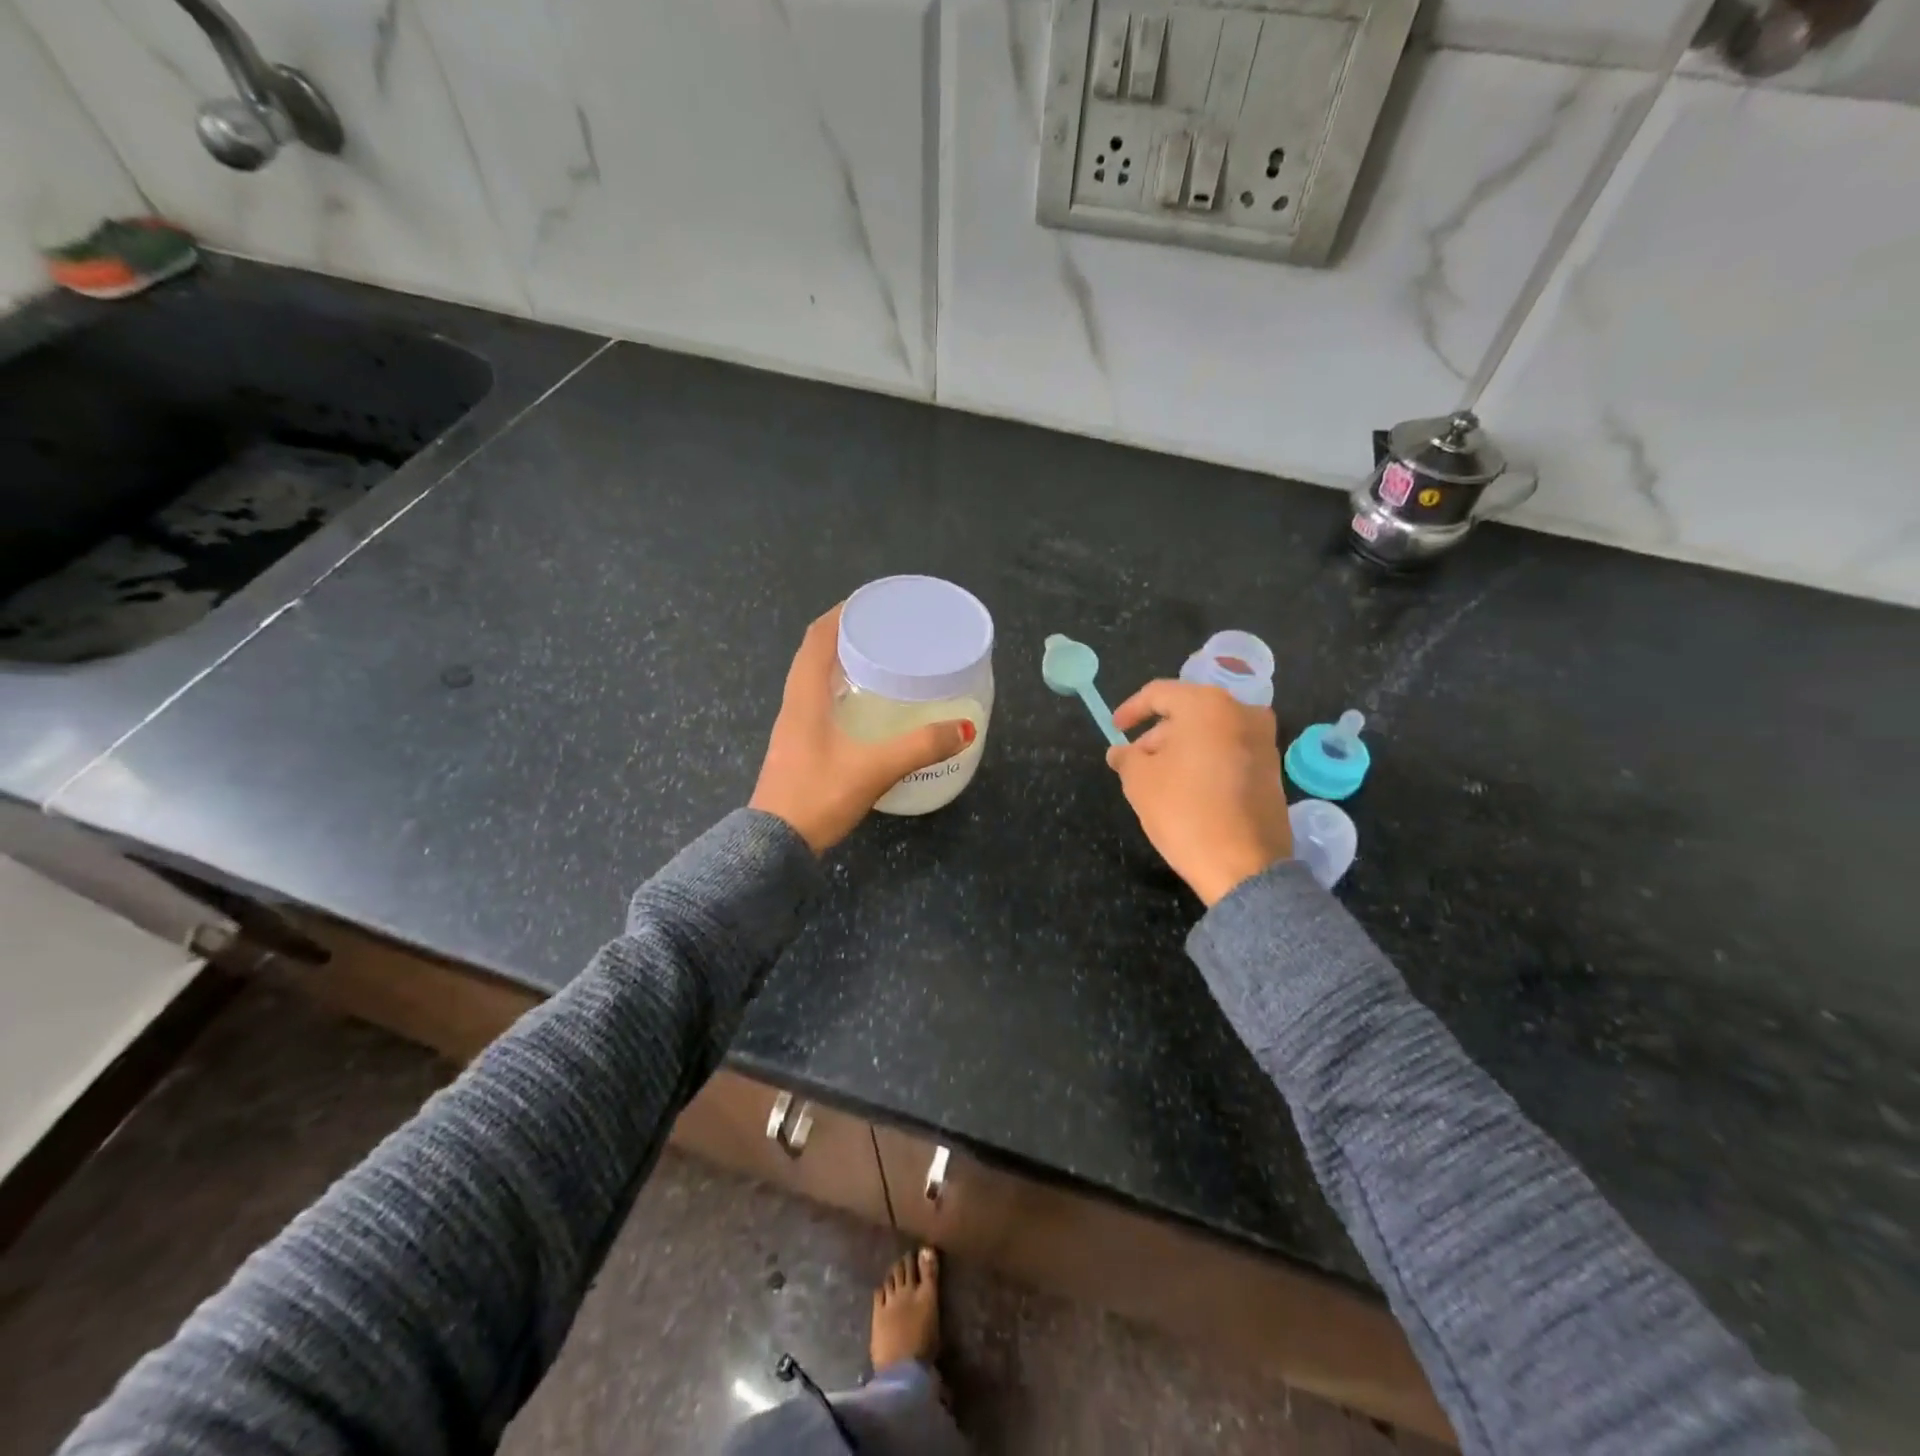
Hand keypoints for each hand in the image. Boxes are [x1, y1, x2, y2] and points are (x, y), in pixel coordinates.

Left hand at [750, 605, 974, 853]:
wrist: (773, 847)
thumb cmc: (818, 796)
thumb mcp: (874, 768)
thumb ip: (920, 747)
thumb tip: (964, 729)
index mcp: (805, 698)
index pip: (816, 639)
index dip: (839, 615)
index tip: (868, 603)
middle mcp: (794, 707)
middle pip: (814, 657)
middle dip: (845, 638)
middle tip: (884, 634)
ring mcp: (793, 730)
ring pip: (814, 684)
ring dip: (840, 667)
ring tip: (879, 665)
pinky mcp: (797, 751)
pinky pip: (818, 707)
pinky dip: (840, 695)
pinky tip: (864, 710)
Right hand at [1106, 680, 1291, 906]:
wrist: (1244, 865)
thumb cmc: (1184, 810)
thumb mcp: (1139, 781)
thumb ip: (1126, 757)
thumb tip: (1120, 751)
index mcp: (1207, 705)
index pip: (1159, 694)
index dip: (1130, 710)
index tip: (1114, 730)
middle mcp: (1242, 712)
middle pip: (1187, 712)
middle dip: (1157, 735)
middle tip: (1134, 762)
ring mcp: (1264, 741)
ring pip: (1210, 733)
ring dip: (1181, 749)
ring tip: (1158, 779)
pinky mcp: (1273, 769)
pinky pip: (1229, 752)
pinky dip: (1205, 762)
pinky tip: (1188, 790)